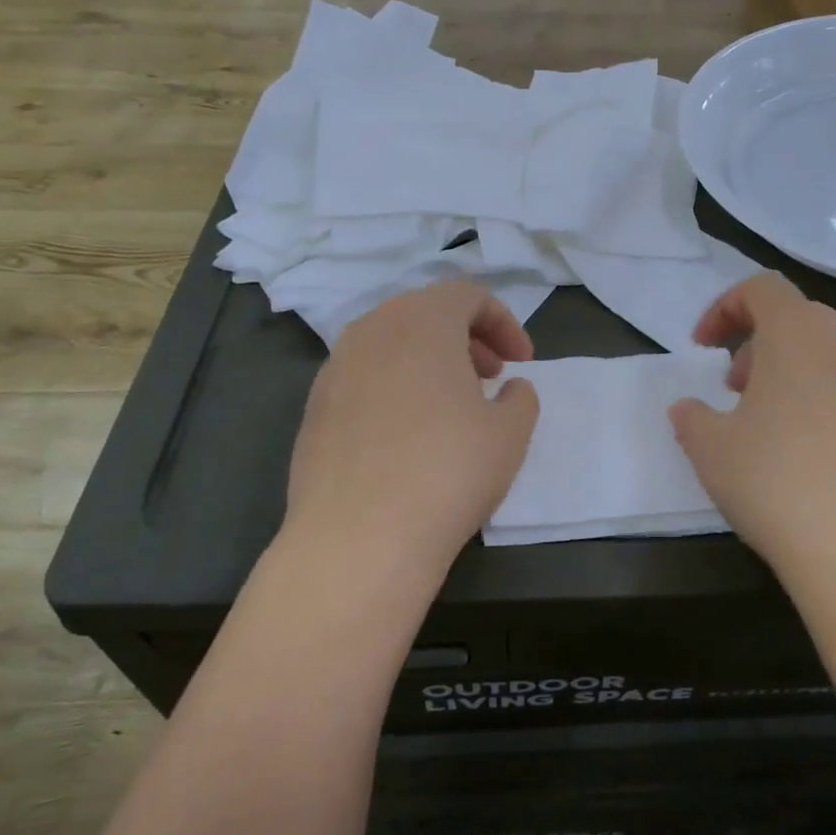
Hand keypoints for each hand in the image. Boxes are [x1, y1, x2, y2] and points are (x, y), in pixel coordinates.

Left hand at [280, 281, 540, 585]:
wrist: (358, 539)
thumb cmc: (448, 470)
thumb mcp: (509, 433)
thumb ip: (520, 398)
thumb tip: (510, 389)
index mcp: (422, 320)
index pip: (468, 295)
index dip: (504, 322)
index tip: (521, 363)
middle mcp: (372, 330)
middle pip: (425, 313)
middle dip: (466, 338)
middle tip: (490, 377)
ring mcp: (335, 369)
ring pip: (391, 344)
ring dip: (428, 362)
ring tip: (450, 406)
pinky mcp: (314, 408)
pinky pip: (364, 379)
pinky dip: (394, 388)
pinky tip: (407, 437)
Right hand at [670, 274, 835, 585]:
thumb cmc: (776, 481)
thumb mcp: (710, 447)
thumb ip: (692, 417)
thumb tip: (688, 409)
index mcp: (798, 333)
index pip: (761, 288)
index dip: (724, 309)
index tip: (702, 348)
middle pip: (796, 318)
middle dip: (756, 343)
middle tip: (733, 387)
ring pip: (827, 354)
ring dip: (789, 371)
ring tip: (766, 422)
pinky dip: (821, 400)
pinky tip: (807, 455)